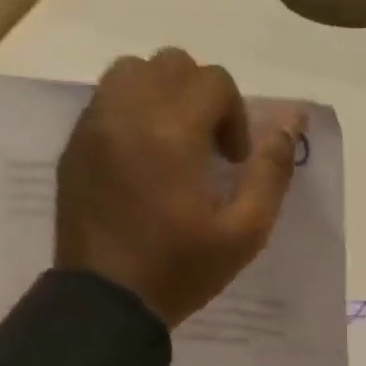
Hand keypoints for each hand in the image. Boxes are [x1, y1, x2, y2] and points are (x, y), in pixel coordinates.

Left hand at [55, 47, 304, 327]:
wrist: (106, 302)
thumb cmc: (181, 268)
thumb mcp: (247, 230)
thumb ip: (272, 170)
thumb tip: (291, 121)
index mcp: (171, 134)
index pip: (214, 80)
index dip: (236, 116)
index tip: (233, 160)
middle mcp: (126, 115)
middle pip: (172, 64)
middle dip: (202, 96)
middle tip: (208, 146)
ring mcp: (93, 127)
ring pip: (132, 71)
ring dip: (164, 94)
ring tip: (175, 142)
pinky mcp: (74, 145)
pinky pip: (107, 99)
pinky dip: (134, 110)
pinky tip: (145, 157)